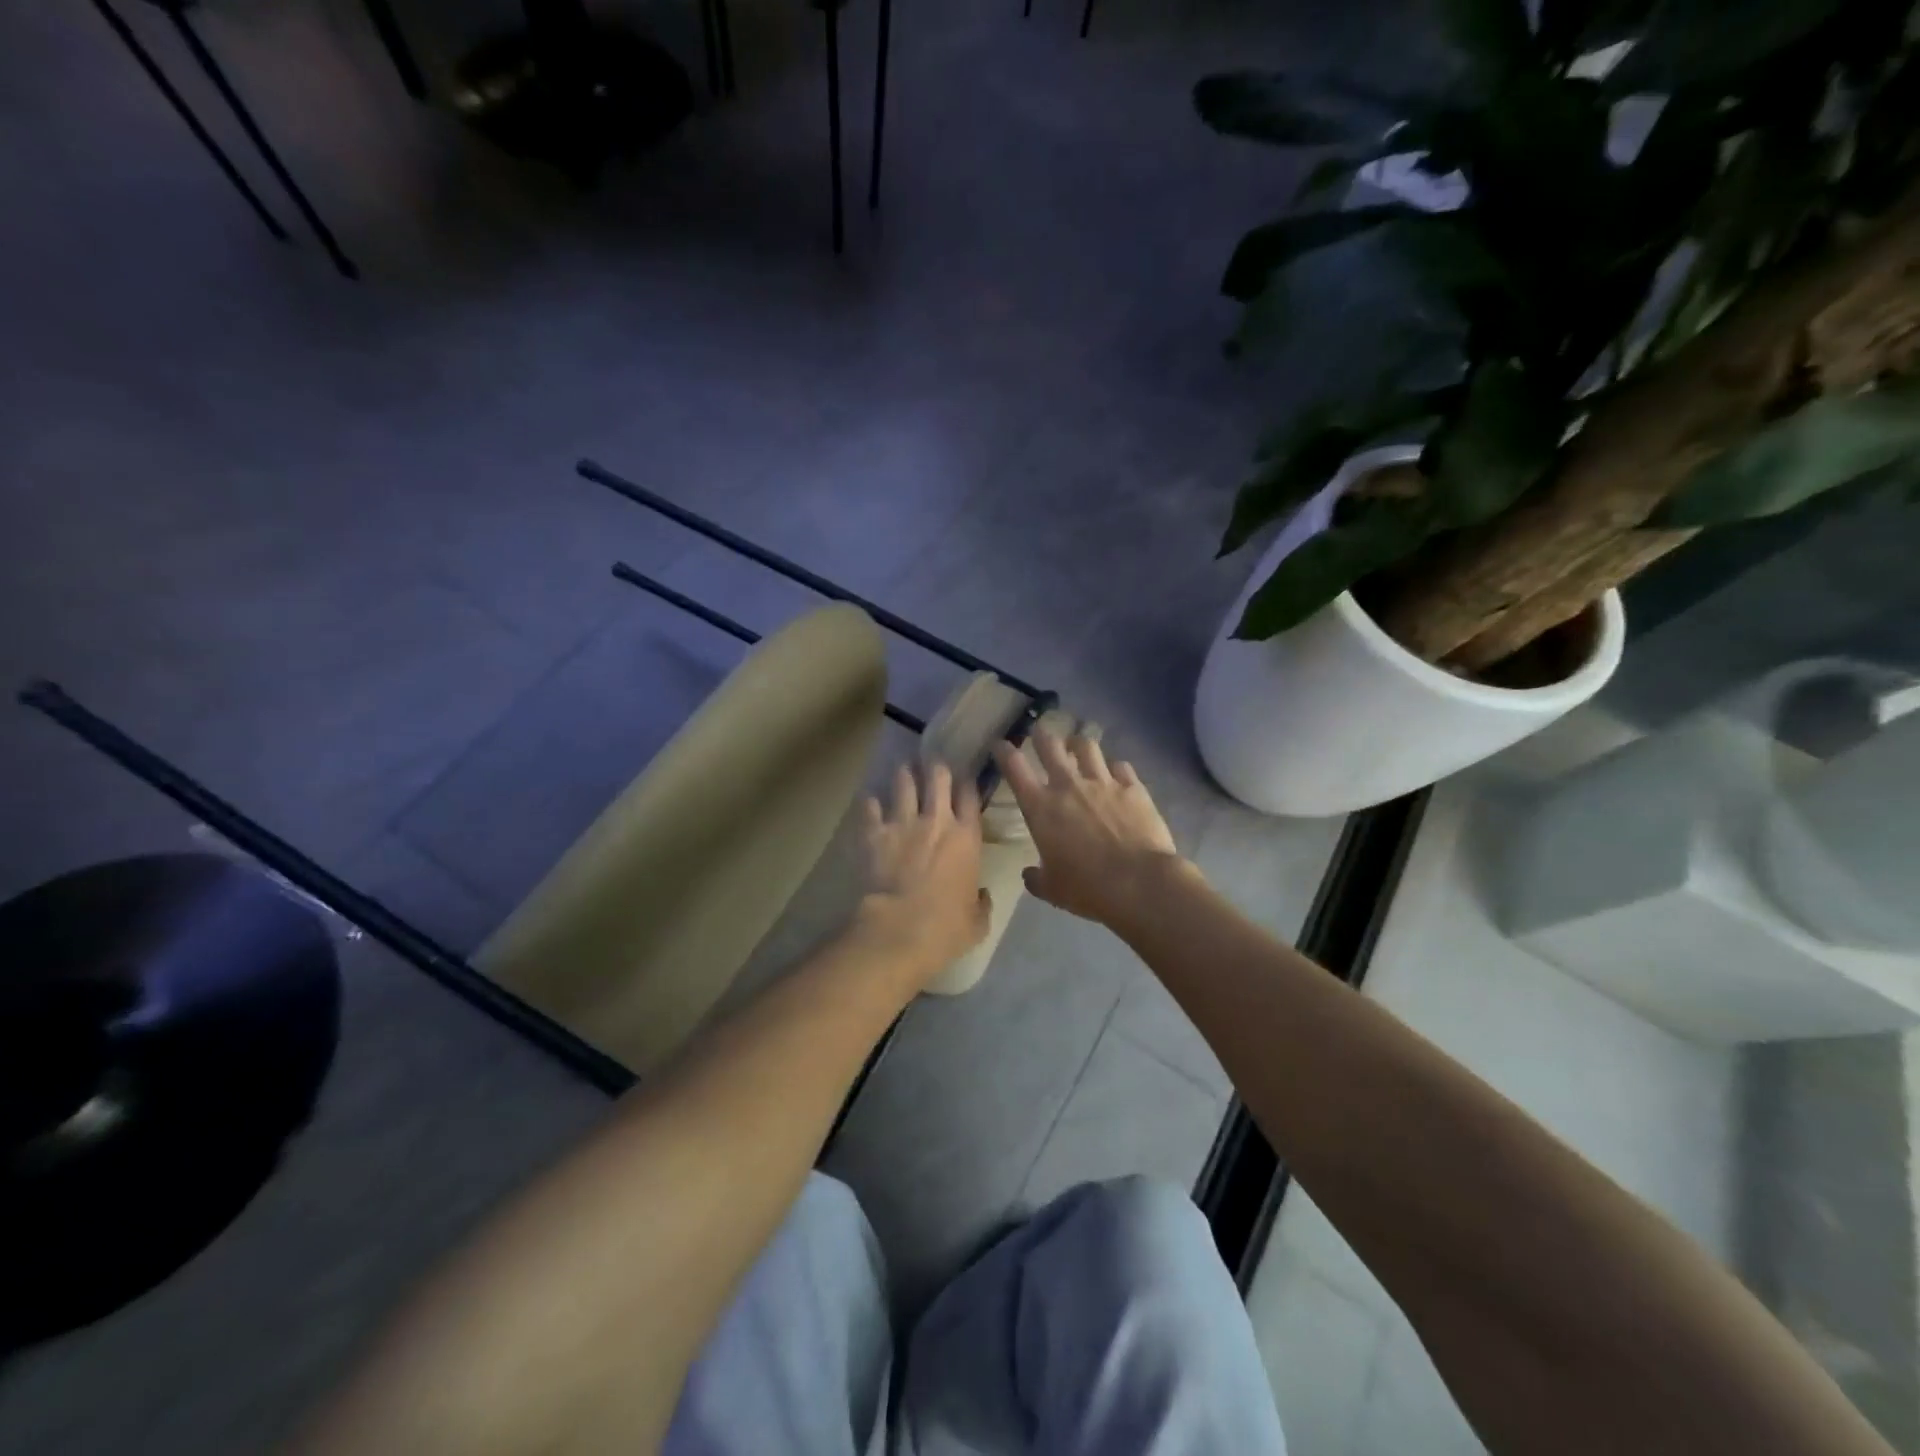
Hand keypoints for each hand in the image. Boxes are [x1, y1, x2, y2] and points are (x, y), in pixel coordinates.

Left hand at [853, 762, 990, 983]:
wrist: (899, 930)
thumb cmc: (945, 928)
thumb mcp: (977, 921)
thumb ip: (981, 903)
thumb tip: (982, 896)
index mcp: (967, 838)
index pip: (970, 795)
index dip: (967, 781)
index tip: (963, 777)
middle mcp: (937, 821)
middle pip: (938, 777)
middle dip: (936, 767)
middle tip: (932, 764)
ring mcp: (903, 823)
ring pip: (904, 782)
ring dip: (904, 774)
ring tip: (903, 768)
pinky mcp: (874, 833)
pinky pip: (870, 806)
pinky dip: (870, 802)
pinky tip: (869, 799)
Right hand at [992, 729, 1191, 933]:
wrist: (1139, 883)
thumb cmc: (1086, 888)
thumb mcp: (1052, 889)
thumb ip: (1036, 878)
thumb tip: (1030, 874)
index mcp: (1040, 807)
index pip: (1014, 767)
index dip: (1004, 752)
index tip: (1000, 744)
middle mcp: (1068, 785)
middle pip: (1051, 746)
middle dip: (1042, 735)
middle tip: (1040, 732)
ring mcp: (1103, 782)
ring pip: (1087, 746)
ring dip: (1079, 744)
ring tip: (1078, 746)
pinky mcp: (1133, 787)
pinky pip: (1121, 766)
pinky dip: (1114, 768)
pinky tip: (1116, 773)